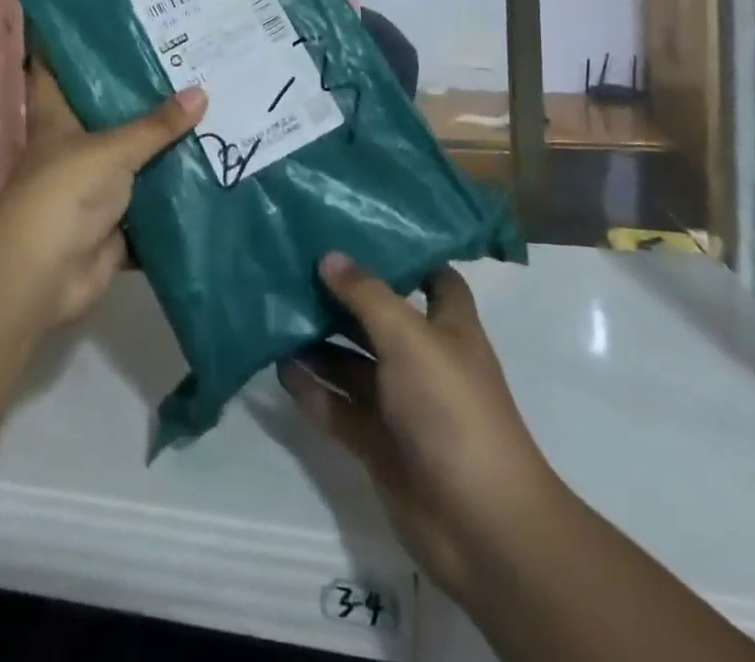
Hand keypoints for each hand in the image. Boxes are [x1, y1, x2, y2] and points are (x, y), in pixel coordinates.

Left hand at [0, 64, 202, 330]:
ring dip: (167, 149)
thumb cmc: (64, 193)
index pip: (58, 70)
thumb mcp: (112, 149)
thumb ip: (156, 126)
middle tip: (189, 65)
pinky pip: (153, 206)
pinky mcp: (117, 225)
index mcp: (58, 120)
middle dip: (144, 97)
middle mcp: (76, 149)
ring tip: (213, 112)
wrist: (44, 275)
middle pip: (111, 115)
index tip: (112, 21)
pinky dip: (178, 198)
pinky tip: (214, 176)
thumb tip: (201, 92)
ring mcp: (96, 189)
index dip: (75, 45)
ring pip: (136, 161)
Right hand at [279, 254, 552, 607]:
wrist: (479, 526)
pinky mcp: (378, 443)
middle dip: (342, 295)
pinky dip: (312, 389)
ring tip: (275, 311)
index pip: (432, 277)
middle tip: (294, 264)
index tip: (358, 228)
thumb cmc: (452, 409)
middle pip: (378, 317)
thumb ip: (367, 295)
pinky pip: (338, 407)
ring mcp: (400, 403)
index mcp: (448, 327)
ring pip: (353, 362)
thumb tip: (329, 255)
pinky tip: (279, 368)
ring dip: (319, 342)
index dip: (403, 255)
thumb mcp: (409, 338)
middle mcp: (424, 359)